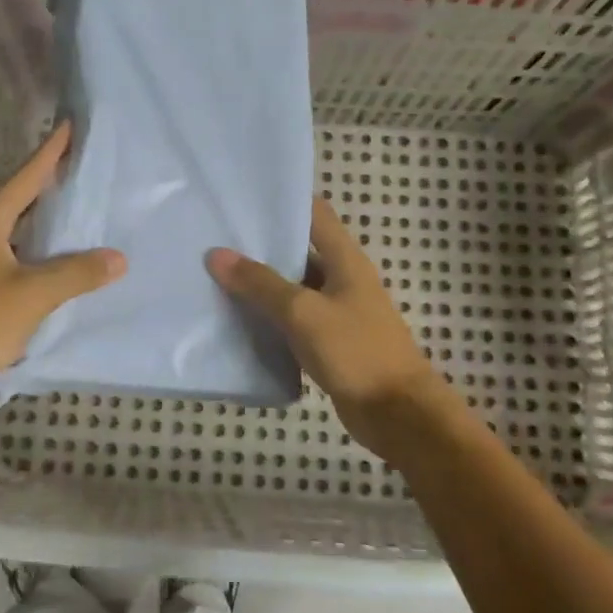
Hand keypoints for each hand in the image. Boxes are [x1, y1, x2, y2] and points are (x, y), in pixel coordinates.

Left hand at [0, 122, 124, 414]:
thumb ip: (77, 273)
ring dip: (44, 223)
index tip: (70, 127)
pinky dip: (38, 255)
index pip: (25, 177)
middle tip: (84, 168)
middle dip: (49, 185)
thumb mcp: (33, 293)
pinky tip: (60, 265)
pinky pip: (14, 260)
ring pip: (16, 232)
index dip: (50, 152)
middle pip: (19, 200)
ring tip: (80, 213)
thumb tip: (118, 258)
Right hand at [208, 197, 454, 447]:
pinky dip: (270, 318)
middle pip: (300, 251)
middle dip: (261, 246)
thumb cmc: (356, 351)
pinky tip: (237, 320)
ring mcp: (336, 313)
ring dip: (262, 285)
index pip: (315, 214)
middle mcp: (342, 280)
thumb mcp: (303, 313)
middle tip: (215, 239)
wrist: (397, 414)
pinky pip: (294, 322)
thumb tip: (216, 254)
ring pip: (293, 289)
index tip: (243, 199)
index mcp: (345, 260)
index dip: (284, 202)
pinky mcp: (329, 343)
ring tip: (216, 275)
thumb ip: (261, 284)